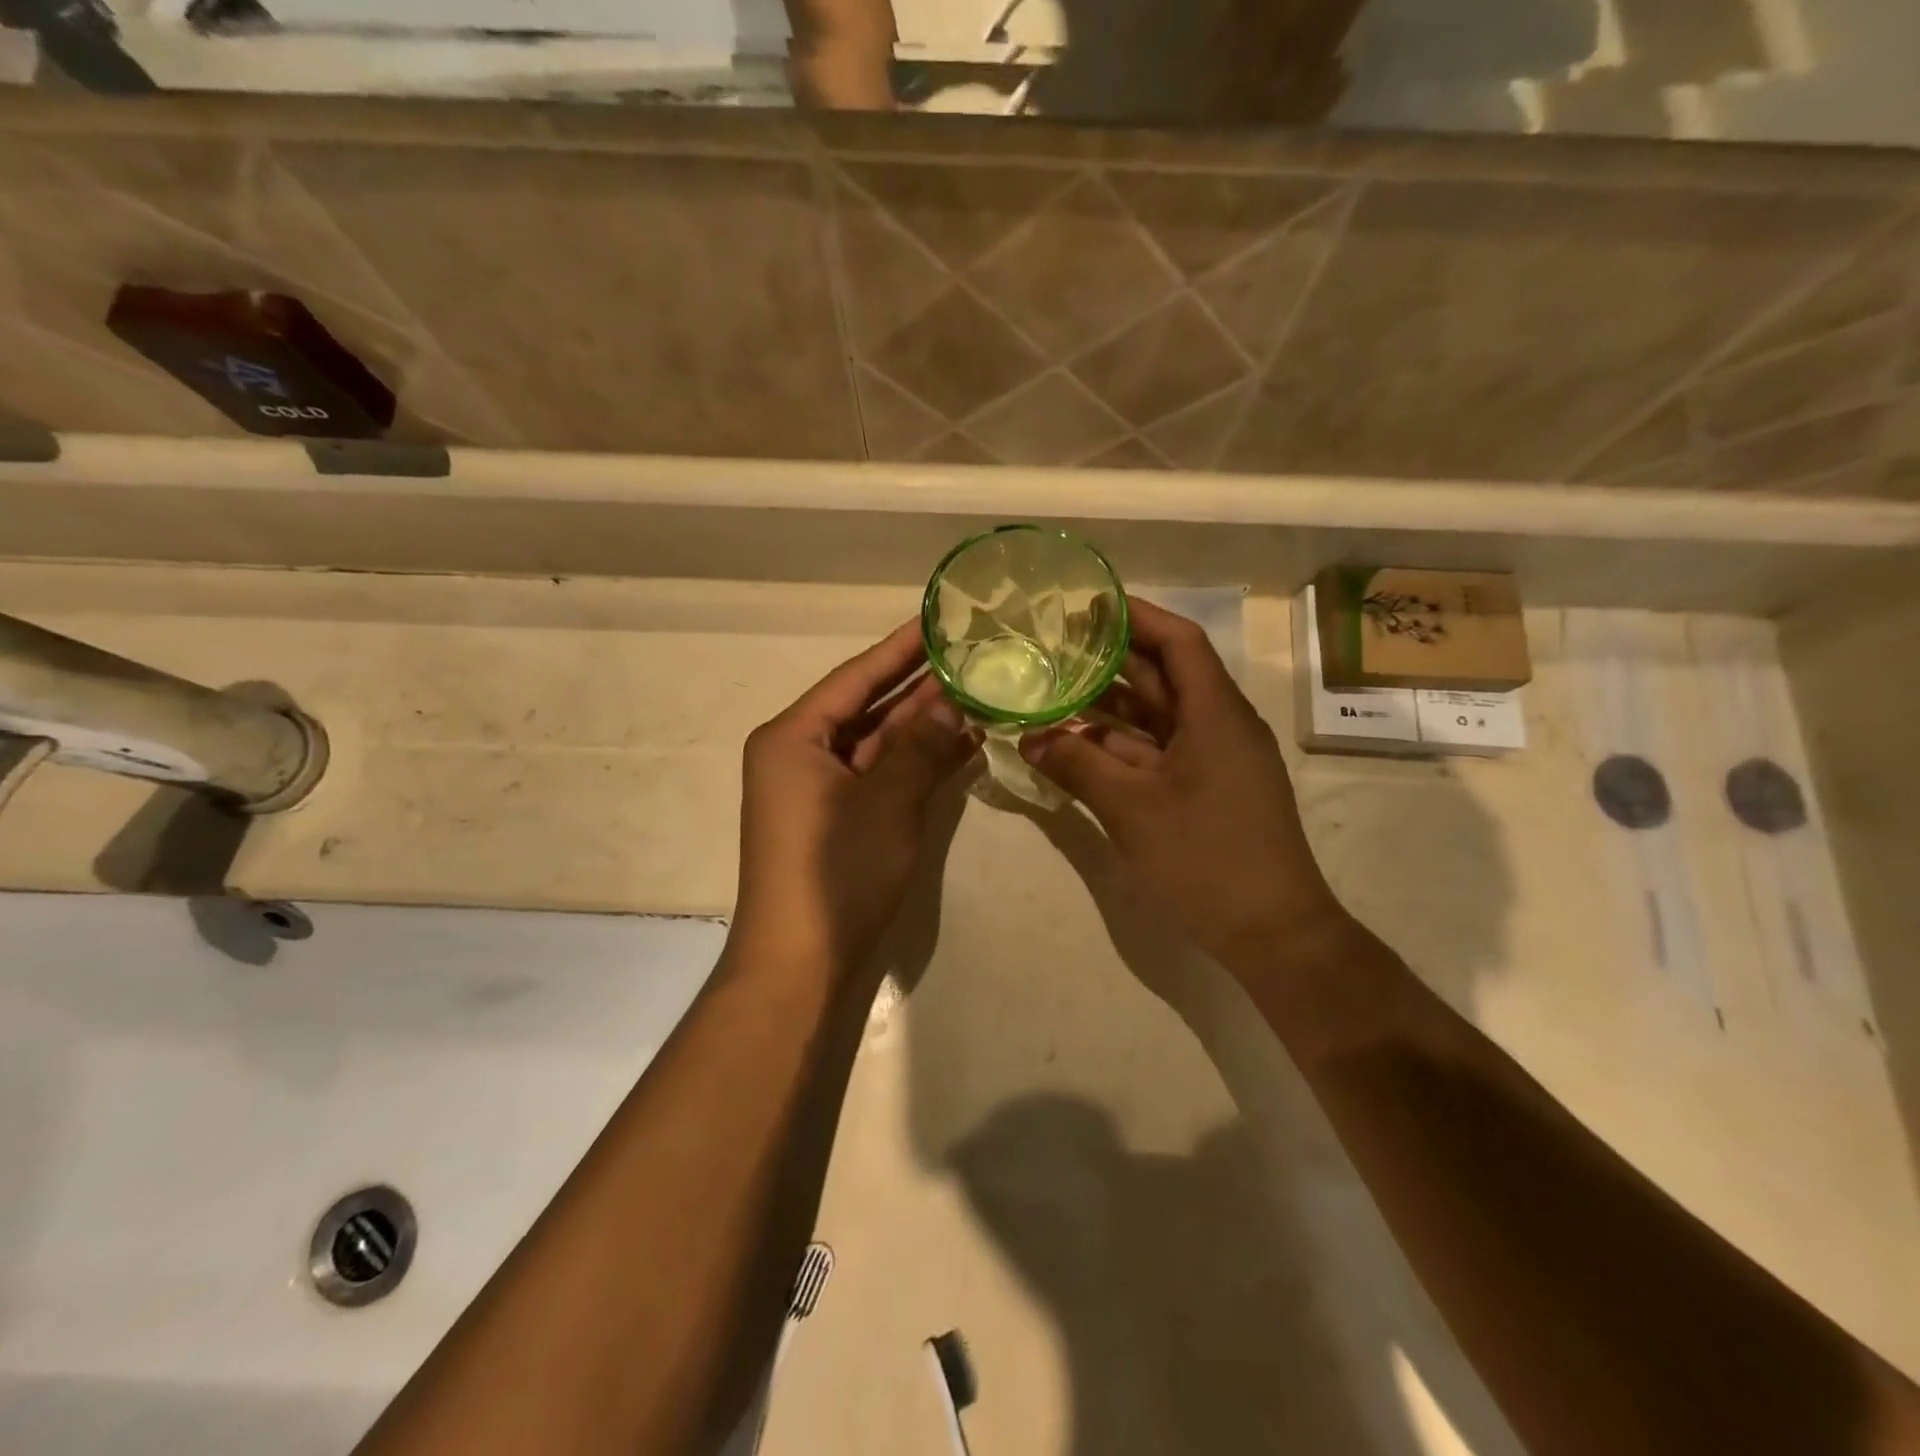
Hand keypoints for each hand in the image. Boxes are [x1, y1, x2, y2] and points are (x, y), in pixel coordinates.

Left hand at [733, 622, 979, 979]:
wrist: (802, 965)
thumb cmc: (837, 871)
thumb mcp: (887, 801)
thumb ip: (921, 747)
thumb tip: (952, 704)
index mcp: (793, 738)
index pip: (855, 677)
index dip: (899, 648)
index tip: (936, 620)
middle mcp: (800, 756)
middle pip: (866, 708)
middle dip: (917, 686)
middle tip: (968, 654)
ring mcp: (820, 792)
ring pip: (878, 744)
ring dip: (923, 725)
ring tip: (977, 693)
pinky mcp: (840, 822)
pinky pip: (881, 778)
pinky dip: (917, 764)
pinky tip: (963, 745)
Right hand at [1021, 598, 1347, 972]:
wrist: (1273, 934)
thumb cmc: (1206, 859)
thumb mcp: (1132, 809)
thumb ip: (1077, 766)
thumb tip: (1029, 737)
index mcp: (1215, 714)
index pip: (1177, 641)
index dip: (1135, 616)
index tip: (1088, 604)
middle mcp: (1218, 726)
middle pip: (1162, 676)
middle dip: (1109, 660)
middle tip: (1054, 645)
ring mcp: (1213, 761)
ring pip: (1155, 718)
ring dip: (1107, 708)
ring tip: (1052, 690)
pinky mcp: (1205, 791)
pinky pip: (1156, 753)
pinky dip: (1118, 748)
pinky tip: (1075, 746)